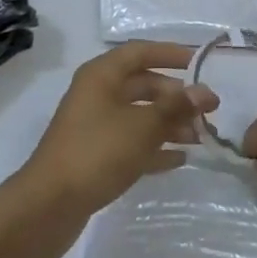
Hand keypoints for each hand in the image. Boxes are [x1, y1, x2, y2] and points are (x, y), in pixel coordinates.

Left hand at [14, 41, 215, 245]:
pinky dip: (155, 147)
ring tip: (200, 137)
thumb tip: (205, 92)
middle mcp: (97, 94)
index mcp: (101, 75)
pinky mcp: (95, 155)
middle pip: (142, 85)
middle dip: (175, 96)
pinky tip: (181, 159)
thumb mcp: (142, 127)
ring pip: (139, 115)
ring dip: (169, 123)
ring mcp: (94, 125)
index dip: (171, 54)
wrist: (49, 205)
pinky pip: (132, 142)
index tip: (201, 63)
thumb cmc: (97, 152)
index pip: (140, 52)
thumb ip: (176, 107)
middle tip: (207, 111)